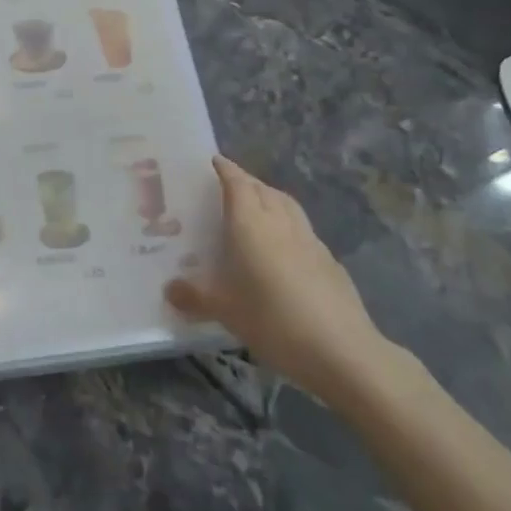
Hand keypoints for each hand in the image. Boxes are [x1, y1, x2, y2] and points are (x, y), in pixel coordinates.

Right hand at [166, 155, 400, 411]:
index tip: (213, 161)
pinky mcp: (329, 260)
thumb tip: (169, 289)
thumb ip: (194, 297)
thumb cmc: (273, 320)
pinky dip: (287, 224)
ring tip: (255, 207)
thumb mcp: (225, 311)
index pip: (237, 183)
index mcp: (251, 224)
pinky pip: (301, 229)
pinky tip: (283, 246)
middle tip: (227, 186)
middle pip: (262, 189)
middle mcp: (280, 222)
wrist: (341, 349)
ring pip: (286, 205)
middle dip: (245, 182)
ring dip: (269, 197)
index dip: (225, 169)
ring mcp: (309, 239)